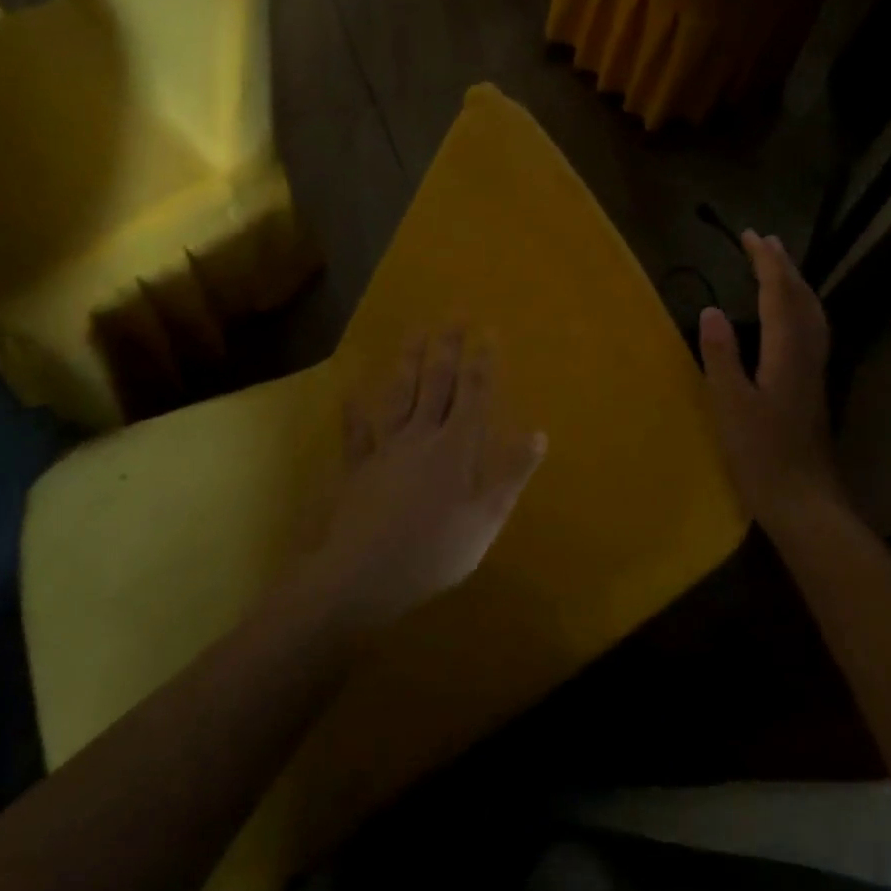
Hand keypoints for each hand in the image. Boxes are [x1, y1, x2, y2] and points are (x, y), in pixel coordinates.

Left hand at [312, 330, 547, 628]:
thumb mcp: (485, 521)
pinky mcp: (359, 467)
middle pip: (436, 383)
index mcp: (455, 449)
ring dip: (407, 361)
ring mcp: (386, 448)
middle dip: (447, 347)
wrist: (362, 577)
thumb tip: (539, 434)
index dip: (482, 362)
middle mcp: (421, 437)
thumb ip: (511, 476)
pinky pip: (356, 431)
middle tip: (453, 313)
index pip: (473, 395)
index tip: (488, 331)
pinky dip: (354, 409)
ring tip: (414, 331)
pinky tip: (351, 389)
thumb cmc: (433, 553)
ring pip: (399, 395)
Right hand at [699, 232, 838, 530]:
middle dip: (783, 266)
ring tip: (780, 268)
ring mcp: (814, 372)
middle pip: (801, 299)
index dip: (765, 263)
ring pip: (811, 315)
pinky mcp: (812, 387)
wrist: (804, 502)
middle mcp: (806, 356)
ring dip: (795, 285)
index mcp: (786, 354)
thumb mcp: (730, 406)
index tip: (750, 235)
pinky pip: (811, 330)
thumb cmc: (761, 456)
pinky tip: (790, 319)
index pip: (779, 295)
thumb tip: (711, 310)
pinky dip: (800, 308)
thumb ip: (721, 356)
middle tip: (765, 240)